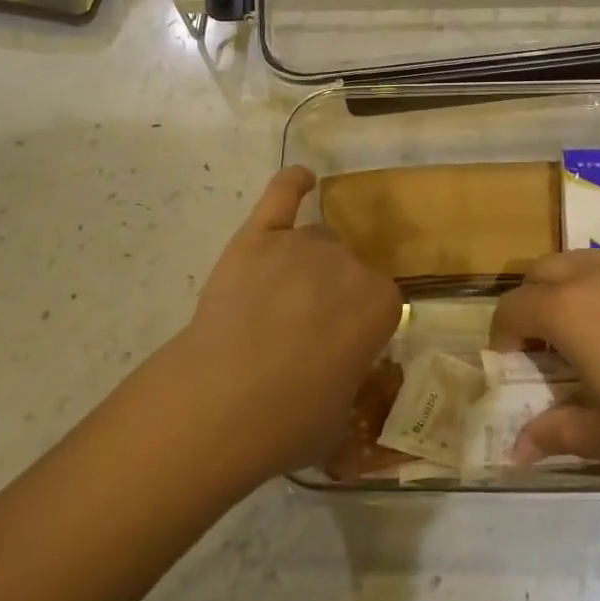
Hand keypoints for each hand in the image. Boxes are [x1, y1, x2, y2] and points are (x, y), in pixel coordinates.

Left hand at [162, 167, 401, 485]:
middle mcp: (348, 264)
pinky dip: (291, 184)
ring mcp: (299, 246)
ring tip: (281, 296)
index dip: (359, 324)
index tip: (340, 347)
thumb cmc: (289, 422)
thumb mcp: (341, 415)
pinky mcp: (256, 238)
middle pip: (347, 265)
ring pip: (315, 239)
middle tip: (305, 330)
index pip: (380, 301)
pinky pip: (280, 196)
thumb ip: (349, 378)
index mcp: (380, 304)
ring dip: (306, 262)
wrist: (219, 404)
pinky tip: (302, 178)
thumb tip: (336, 374)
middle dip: (332, 293)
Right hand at [495, 250, 599, 503]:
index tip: (511, 370)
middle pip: (541, 272)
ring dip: (562, 290)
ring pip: (579, 263)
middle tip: (539, 350)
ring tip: (576, 339)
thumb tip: (515, 451)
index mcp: (570, 309)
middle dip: (528, 304)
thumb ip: (556, 433)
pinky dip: (597, 292)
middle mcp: (597, 279)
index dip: (502, 338)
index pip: (514, 307)